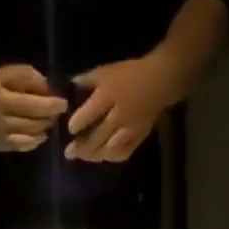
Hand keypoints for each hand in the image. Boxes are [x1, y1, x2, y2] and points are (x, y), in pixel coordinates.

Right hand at [0, 64, 67, 152]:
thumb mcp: (6, 74)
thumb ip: (27, 77)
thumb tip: (47, 88)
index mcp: (1, 98)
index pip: (31, 104)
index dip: (50, 105)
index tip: (63, 103)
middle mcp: (1, 120)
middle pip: (32, 122)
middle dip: (49, 117)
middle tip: (58, 113)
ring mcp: (2, 136)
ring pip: (30, 135)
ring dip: (44, 128)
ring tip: (50, 121)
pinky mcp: (2, 147)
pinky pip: (24, 146)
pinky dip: (36, 141)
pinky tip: (41, 135)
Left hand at [64, 55, 178, 162]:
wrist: (159, 81)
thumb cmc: (130, 73)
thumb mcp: (107, 71)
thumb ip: (88, 79)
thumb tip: (70, 85)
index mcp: (109, 95)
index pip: (90, 112)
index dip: (78, 123)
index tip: (70, 129)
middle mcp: (119, 115)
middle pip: (98, 136)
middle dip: (82, 147)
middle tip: (69, 152)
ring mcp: (129, 129)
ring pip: (109, 149)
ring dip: (95, 155)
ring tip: (84, 157)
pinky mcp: (139, 137)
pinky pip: (124, 152)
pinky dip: (112, 156)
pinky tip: (104, 156)